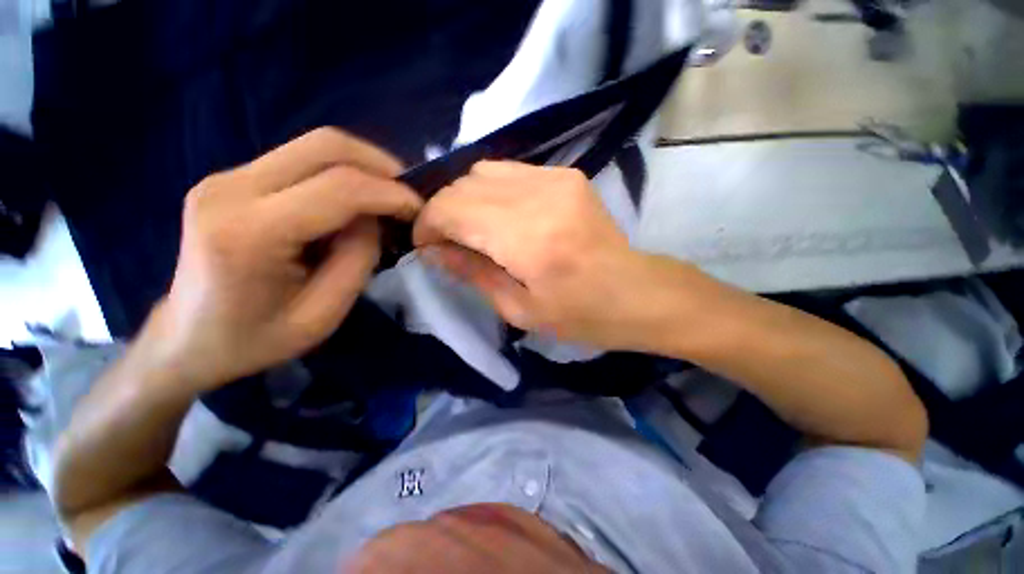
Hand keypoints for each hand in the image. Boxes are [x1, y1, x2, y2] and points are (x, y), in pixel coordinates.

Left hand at [148, 128, 421, 389]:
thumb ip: (358, 259)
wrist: (185, 340)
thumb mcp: (323, 315)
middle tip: (408, 193)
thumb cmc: (255, 340)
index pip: (339, 187)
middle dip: (381, 165)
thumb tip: (375, 218)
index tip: (420, 209)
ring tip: (387, 197)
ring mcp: (226, 178)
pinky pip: (300, 160)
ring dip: (363, 166)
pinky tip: (354, 202)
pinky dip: (340, 173)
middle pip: (324, 145)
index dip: (391, 193)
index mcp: (249, 233)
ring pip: (314, 146)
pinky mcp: (232, 179)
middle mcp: (231, 189)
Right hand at [413, 161, 670, 350]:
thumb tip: (433, 250)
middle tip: (447, 242)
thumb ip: (472, 272)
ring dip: (467, 199)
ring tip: (472, 229)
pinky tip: (500, 217)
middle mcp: (540, 196)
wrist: (637, 293)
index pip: (452, 208)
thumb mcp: (519, 310)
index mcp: (528, 238)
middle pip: (464, 184)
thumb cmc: (581, 315)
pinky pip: (510, 171)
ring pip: (483, 170)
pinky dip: (492, 191)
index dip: (428, 224)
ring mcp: (556, 178)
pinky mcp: (567, 175)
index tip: (424, 245)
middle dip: (444, 212)